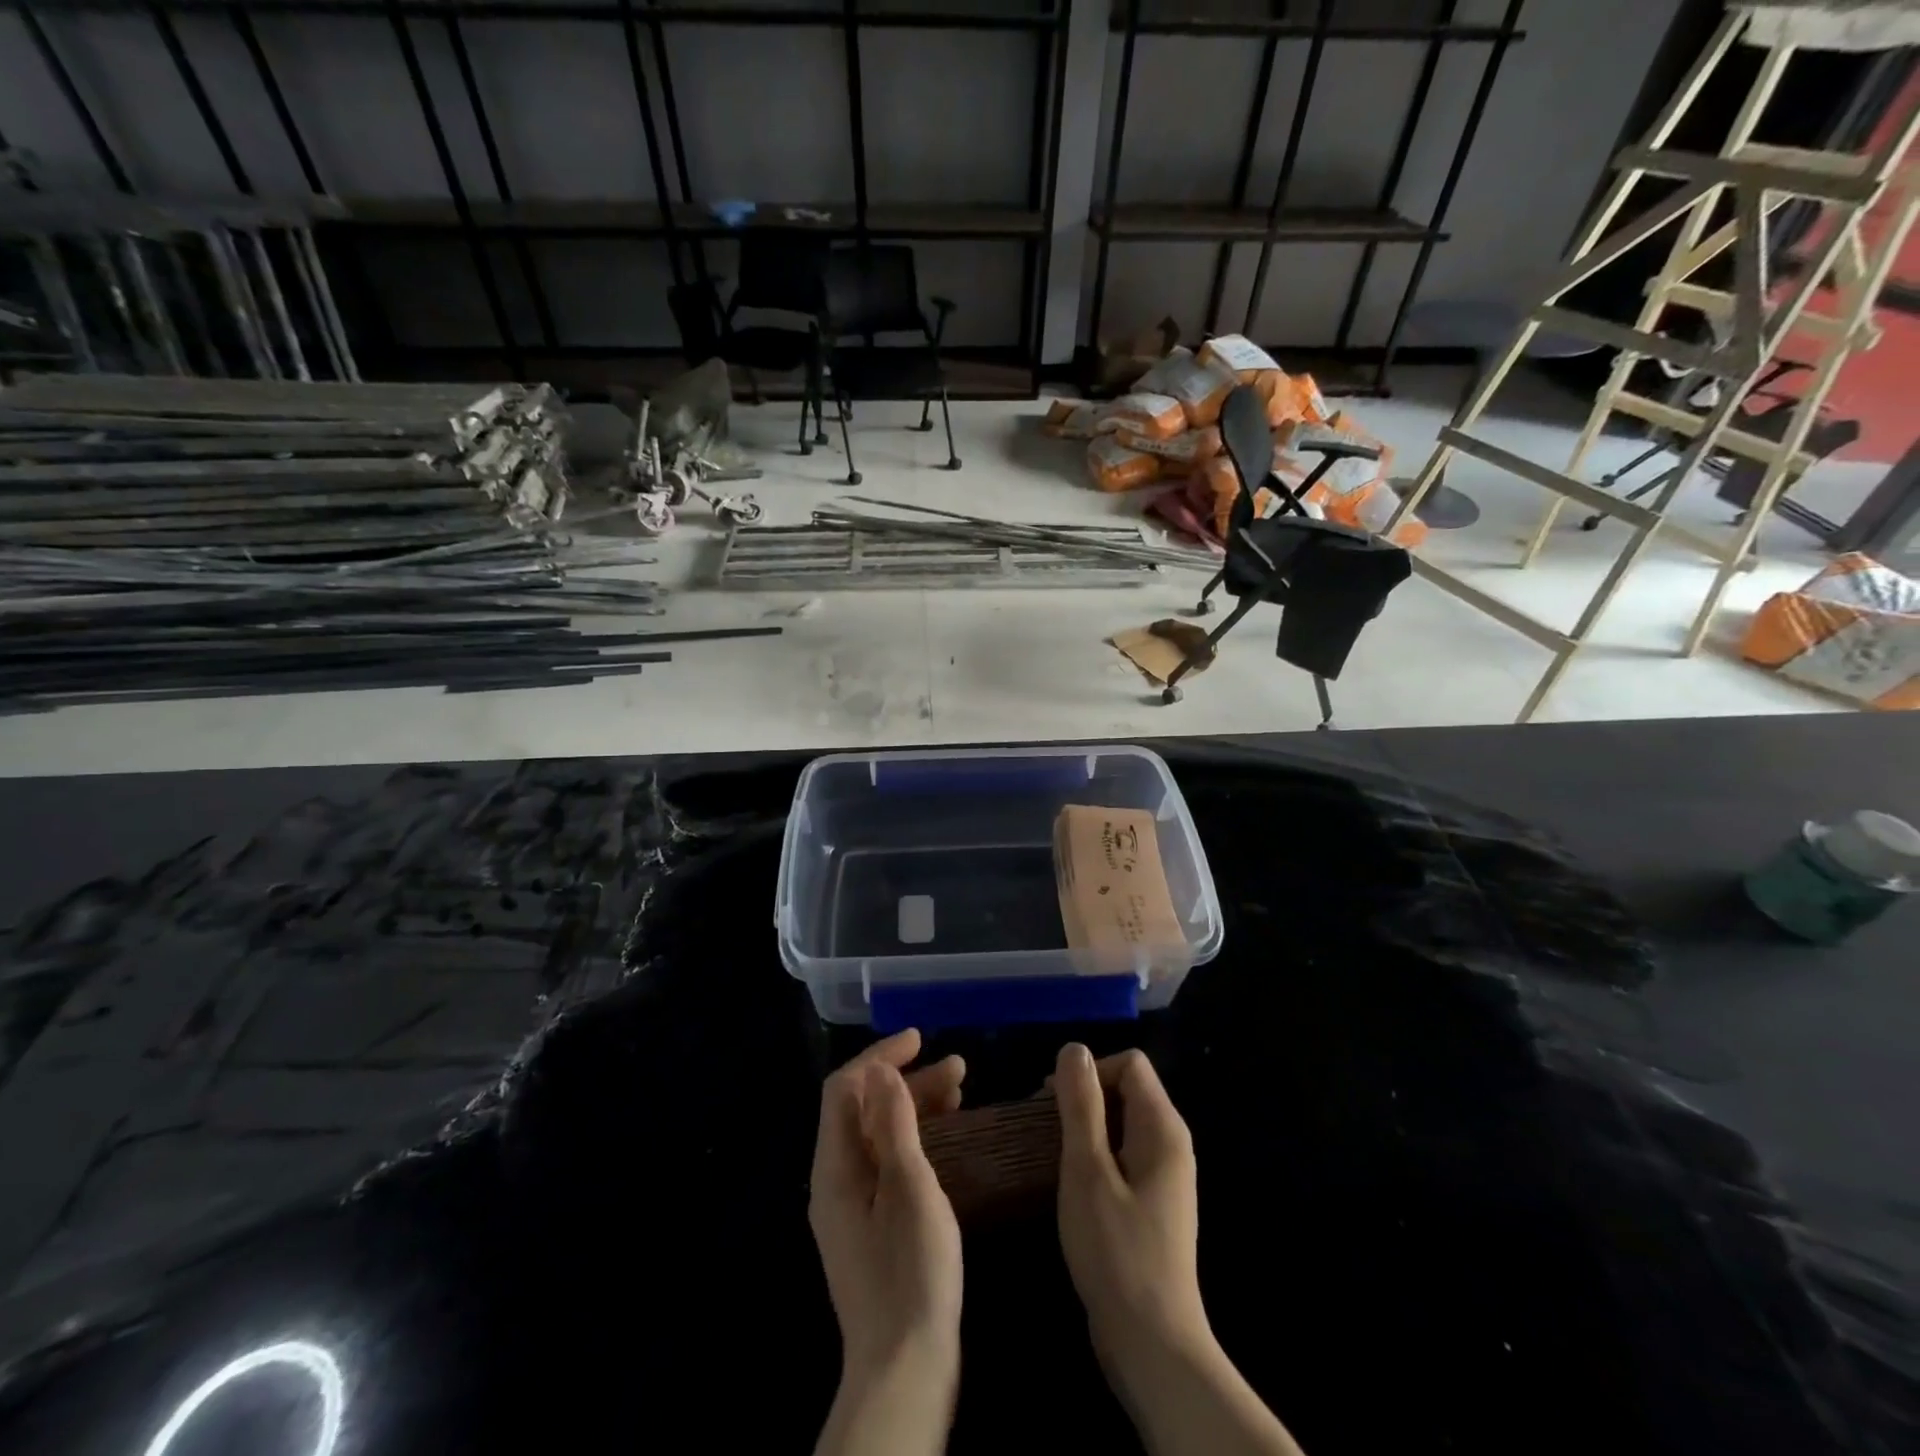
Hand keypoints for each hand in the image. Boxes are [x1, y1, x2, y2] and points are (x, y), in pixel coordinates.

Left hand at [809, 1029, 964, 1455]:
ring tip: (960, 1092)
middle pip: (863, 1110)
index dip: (880, 1056)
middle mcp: (835, 1181)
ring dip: (915, 1107)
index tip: (921, 1040)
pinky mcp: (872, 1227)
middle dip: (907, 1081)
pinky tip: (949, 1139)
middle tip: (959, 1069)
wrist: (905, 1372)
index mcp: (834, 1168)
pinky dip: (915, 1139)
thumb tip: (880, 1069)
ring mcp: (852, 1207)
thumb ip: (893, 1124)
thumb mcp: (909, 1188)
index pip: (845, 1089)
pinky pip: (888, 1163)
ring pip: (879, 1136)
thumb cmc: (911, 1273)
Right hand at [1054, 1044, 1205, 1372]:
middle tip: (1043, 1127)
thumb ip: (1081, 1105)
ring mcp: (1164, 1175)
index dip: (1090, 1071)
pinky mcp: (1152, 1201)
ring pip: (1121, 1123)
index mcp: (1162, 1128)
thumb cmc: (1116, 1251)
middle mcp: (1170, 1143)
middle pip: (1126, 1089)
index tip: (1052, 1101)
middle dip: (1083, 1097)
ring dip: (1085, 1126)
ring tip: (1051, 1152)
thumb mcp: (1087, 1171)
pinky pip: (1122, 1153)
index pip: (1129, 1064)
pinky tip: (1071, 1181)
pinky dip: (1095, 1154)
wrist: (1152, 1344)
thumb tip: (1074, 1049)